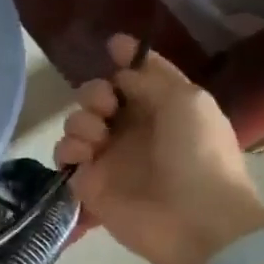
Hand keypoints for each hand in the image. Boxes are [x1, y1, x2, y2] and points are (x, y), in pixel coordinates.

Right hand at [53, 37, 263, 263]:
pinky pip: (64, 155)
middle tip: (106, 105)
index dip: (125, 59)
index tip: (111, 45)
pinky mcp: (88, 182)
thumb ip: (150, 80)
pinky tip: (85, 155)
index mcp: (164, 107)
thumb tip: (121, 73)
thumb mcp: (187, 101)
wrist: (193, 219)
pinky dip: (68, 149)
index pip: (138, 76)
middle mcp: (133, 129)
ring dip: (81, 120)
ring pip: (76, 122)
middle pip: (98, 96)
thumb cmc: (199, 154)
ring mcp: (108, 156)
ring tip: (97, 137)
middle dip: (95, 92)